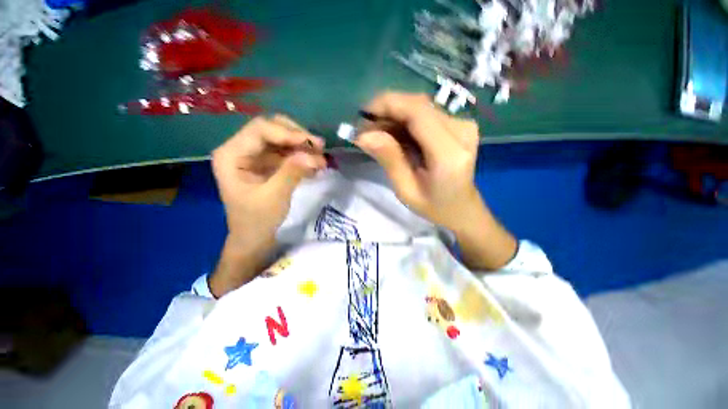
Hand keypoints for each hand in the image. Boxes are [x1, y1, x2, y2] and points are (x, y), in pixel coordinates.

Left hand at [209, 115, 325, 295]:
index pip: (260, 130)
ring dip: (302, 147)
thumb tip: (315, 155)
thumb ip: (292, 172)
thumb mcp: (275, 197)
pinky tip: (315, 166)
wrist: (254, 239)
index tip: (313, 144)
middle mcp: (240, 149)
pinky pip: (286, 153)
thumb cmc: (257, 221)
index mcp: (231, 155)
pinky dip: (301, 157)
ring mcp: (254, 156)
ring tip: (321, 159)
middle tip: (319, 148)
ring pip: (281, 140)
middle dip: (297, 137)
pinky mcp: (266, 164)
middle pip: (271, 129)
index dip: (288, 133)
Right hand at [354, 92, 516, 269]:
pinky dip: (405, 120)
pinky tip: (393, 134)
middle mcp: (462, 131)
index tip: (362, 116)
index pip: (417, 112)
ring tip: (376, 133)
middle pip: (418, 105)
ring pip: (420, 107)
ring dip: (394, 116)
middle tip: (366, 129)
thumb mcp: (406, 190)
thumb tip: (363, 135)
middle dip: (387, 111)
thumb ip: (389, 159)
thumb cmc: (434, 206)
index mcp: (449, 154)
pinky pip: (425, 114)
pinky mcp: (459, 124)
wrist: (462, 207)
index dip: (387, 105)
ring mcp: (463, 124)